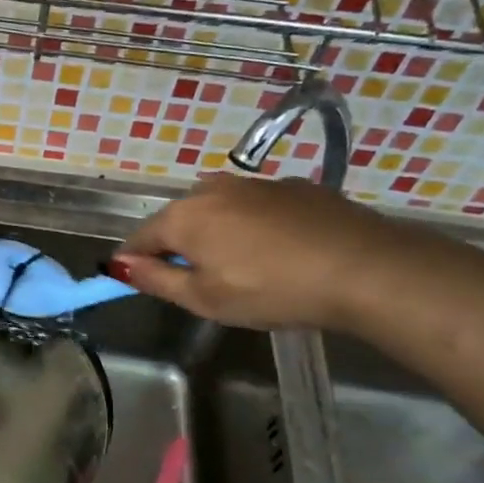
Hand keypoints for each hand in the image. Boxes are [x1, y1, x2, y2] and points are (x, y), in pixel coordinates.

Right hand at [108, 173, 391, 330]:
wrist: (364, 267)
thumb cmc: (271, 289)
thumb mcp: (205, 298)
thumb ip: (156, 279)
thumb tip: (119, 265)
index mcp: (184, 216)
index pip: (140, 238)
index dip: (134, 262)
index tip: (140, 283)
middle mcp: (212, 189)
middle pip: (178, 220)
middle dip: (178, 246)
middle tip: (200, 283)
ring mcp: (255, 184)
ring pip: (217, 210)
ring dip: (216, 234)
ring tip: (241, 267)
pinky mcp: (293, 187)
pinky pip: (254, 207)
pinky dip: (252, 226)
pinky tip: (277, 252)